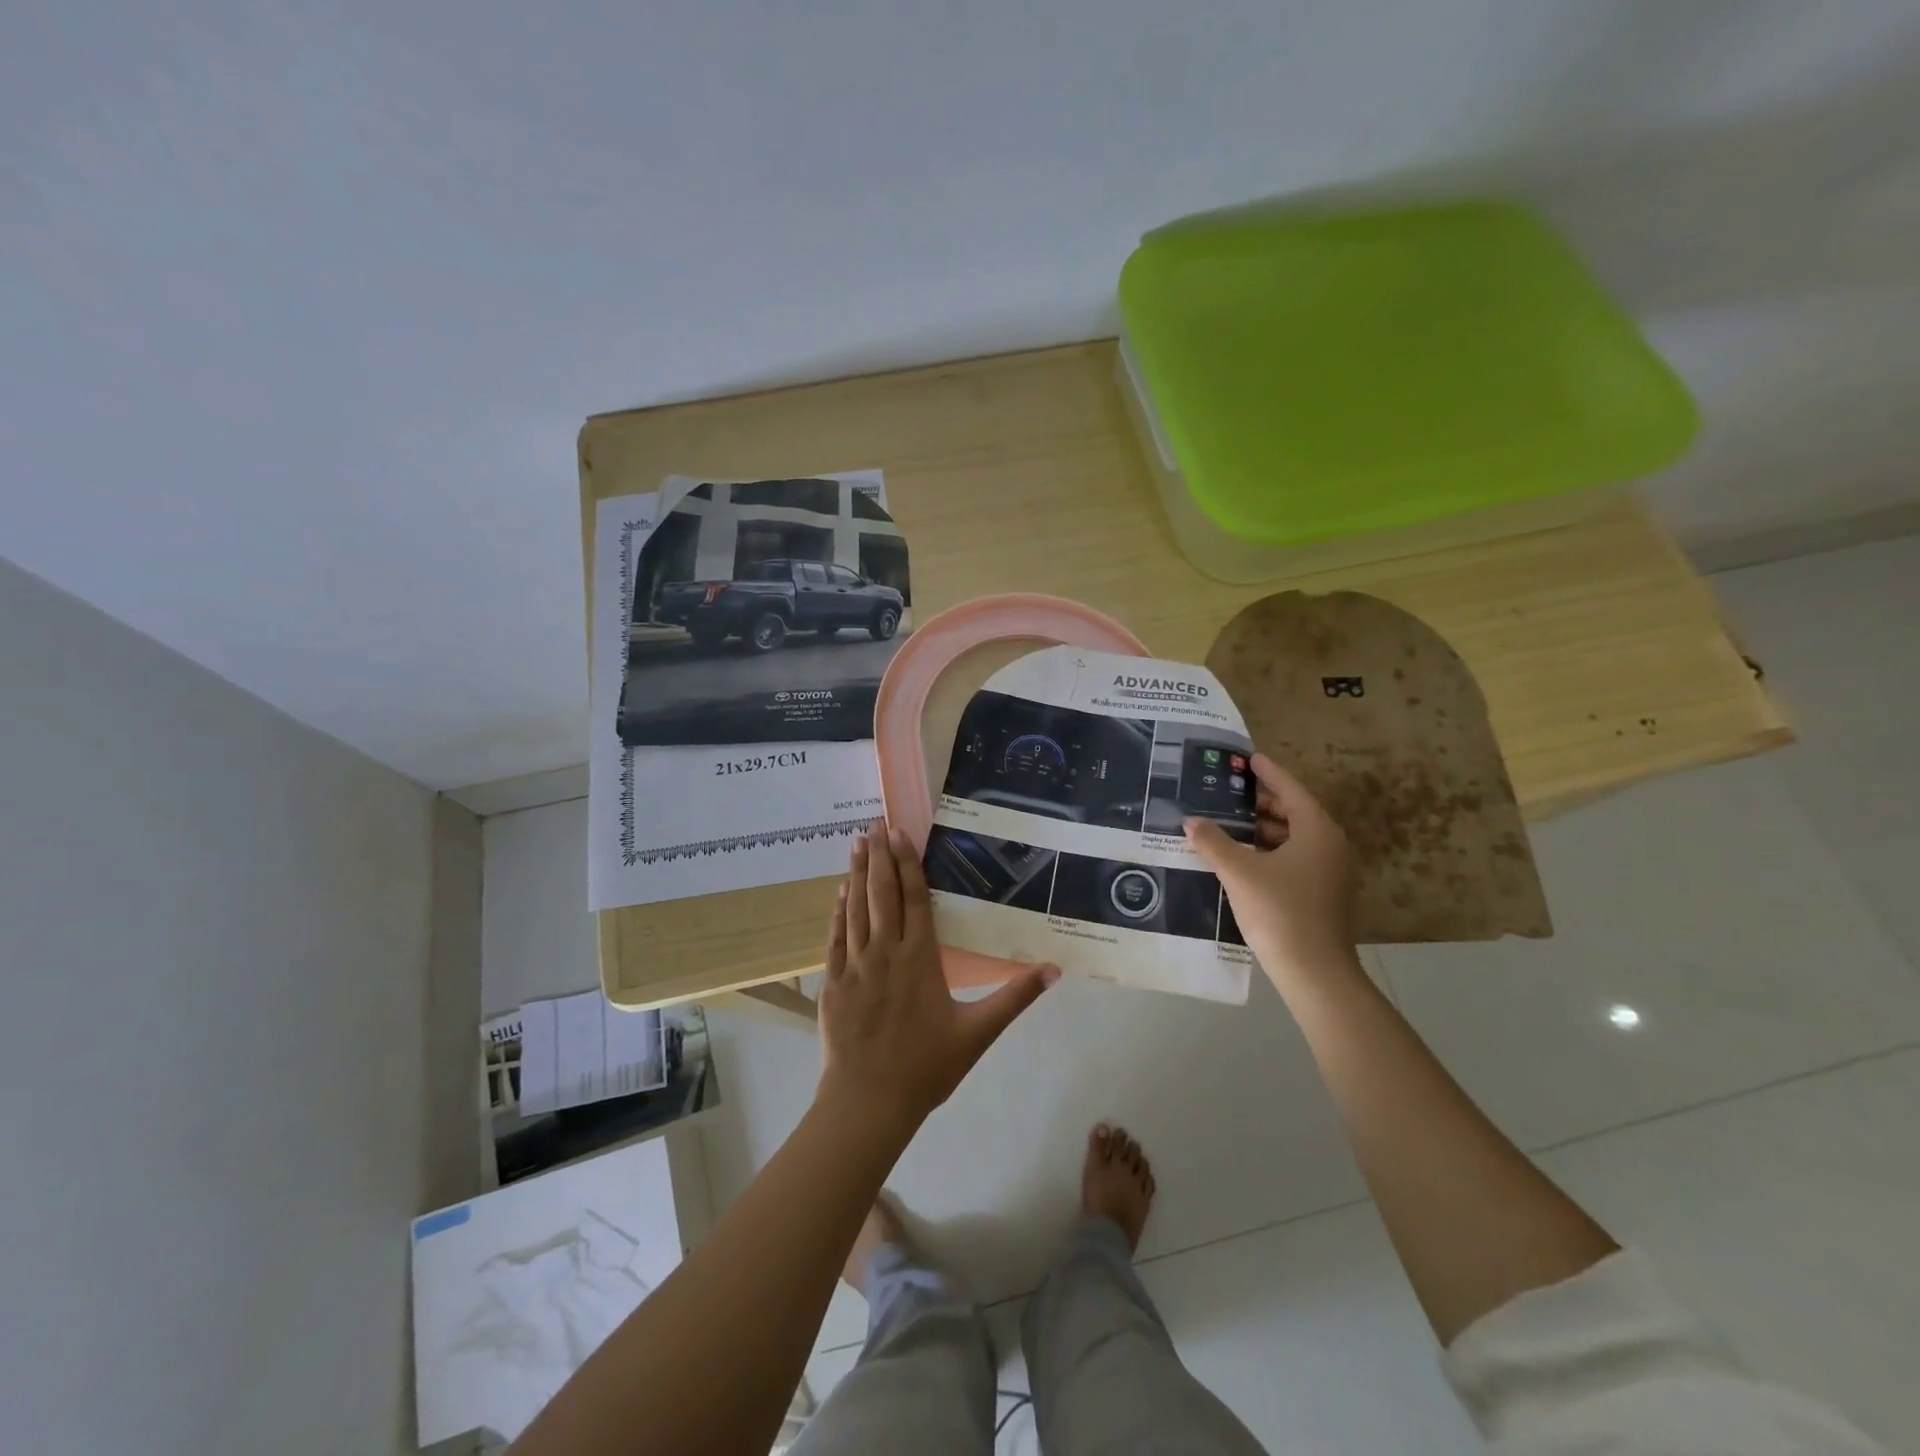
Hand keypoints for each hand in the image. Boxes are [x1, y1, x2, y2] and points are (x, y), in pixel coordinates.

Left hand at [817, 822, 1057, 1126]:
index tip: (900, 833)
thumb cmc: (926, 1066)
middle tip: (876, 824)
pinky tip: (840, 892)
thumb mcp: (978, 1033)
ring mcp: (855, 965)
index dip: (908, 863)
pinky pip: (835, 937)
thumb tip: (1054, 970)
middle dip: (880, 856)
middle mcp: (885, 952)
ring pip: (856, 908)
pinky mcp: (833, 982)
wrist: (868, 1101)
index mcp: (920, 958)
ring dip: (857, 873)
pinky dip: (838, 911)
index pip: (914, 899)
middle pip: (882, 894)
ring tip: (858, 842)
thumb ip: (1015, 998)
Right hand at [1184, 754, 1360, 985]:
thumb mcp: (1239, 872)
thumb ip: (1213, 843)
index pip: (1290, 790)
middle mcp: (1330, 846)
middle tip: (1230, 791)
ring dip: (1264, 829)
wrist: (1315, 972)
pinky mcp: (1324, 895)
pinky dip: (1271, 851)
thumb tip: (1191, 822)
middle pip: (1295, 813)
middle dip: (1263, 802)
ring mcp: (1331, 873)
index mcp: (1317, 831)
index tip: (1249, 758)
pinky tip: (1243, 859)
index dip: (1268, 773)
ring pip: (1295, 839)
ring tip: (1230, 823)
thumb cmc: (1280, 911)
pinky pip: (1296, 859)